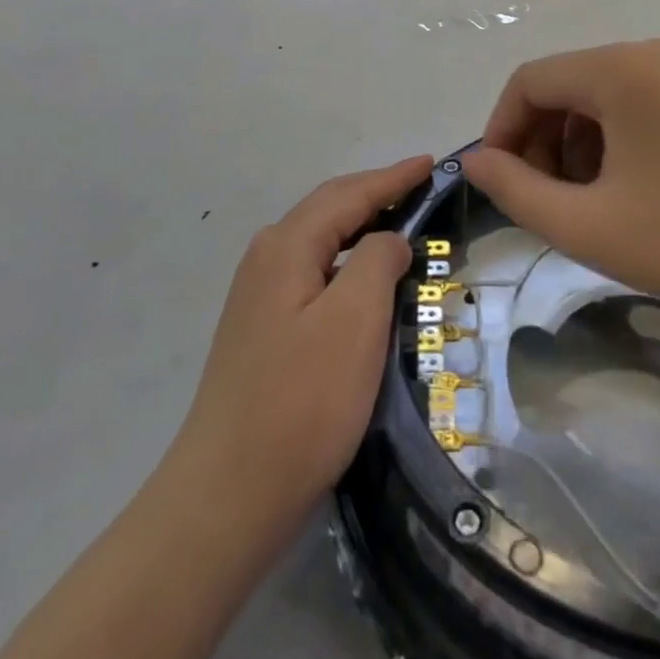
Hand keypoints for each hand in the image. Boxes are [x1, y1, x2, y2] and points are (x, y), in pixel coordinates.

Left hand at [171, 156, 433, 554]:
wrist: (229, 495)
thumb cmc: (302, 401)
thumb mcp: (355, 320)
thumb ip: (378, 261)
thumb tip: (388, 240)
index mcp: (286, 247)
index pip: (348, 194)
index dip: (393, 177)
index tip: (430, 163)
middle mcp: (266, 260)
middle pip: (330, 211)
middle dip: (376, 194)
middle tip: (422, 188)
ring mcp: (259, 297)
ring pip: (321, 244)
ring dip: (362, 229)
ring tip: (403, 226)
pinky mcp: (263, 331)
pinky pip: (315, 275)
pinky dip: (348, 264)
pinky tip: (366, 283)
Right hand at [460, 40, 659, 324]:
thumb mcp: (586, 225)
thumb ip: (516, 191)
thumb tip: (476, 162)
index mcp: (618, 69)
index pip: (529, 81)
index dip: (501, 130)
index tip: (499, 182)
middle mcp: (652, 54)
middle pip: (567, 85)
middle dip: (540, 141)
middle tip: (542, 200)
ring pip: (603, 97)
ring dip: (576, 144)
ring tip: (587, 202)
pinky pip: (641, 105)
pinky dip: (616, 141)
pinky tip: (630, 191)